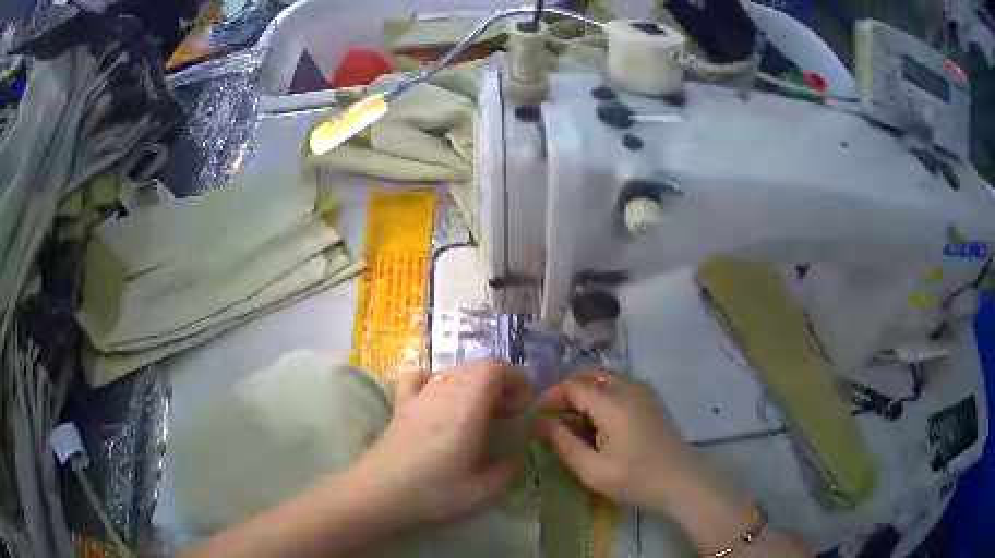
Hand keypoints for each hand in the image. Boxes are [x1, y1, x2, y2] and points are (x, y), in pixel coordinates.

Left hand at [351, 362, 530, 525]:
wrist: (379, 491)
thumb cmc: (431, 491)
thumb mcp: (479, 491)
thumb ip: (505, 472)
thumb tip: (515, 460)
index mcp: (466, 409)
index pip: (493, 370)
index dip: (514, 378)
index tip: (523, 402)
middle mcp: (443, 393)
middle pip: (476, 368)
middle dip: (498, 382)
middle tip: (507, 411)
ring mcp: (419, 396)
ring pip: (452, 371)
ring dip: (473, 382)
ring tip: (480, 409)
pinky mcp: (401, 404)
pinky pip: (421, 378)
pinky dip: (437, 379)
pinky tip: (440, 396)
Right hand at [536, 368, 698, 511]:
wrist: (681, 482)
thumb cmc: (636, 480)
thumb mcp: (592, 470)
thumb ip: (563, 443)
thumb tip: (539, 423)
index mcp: (614, 404)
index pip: (573, 386)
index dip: (550, 397)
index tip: (535, 417)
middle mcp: (629, 387)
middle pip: (588, 375)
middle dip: (566, 392)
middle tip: (552, 418)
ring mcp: (643, 390)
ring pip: (603, 379)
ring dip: (583, 394)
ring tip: (572, 424)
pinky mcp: (650, 398)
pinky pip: (618, 386)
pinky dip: (600, 397)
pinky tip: (597, 424)